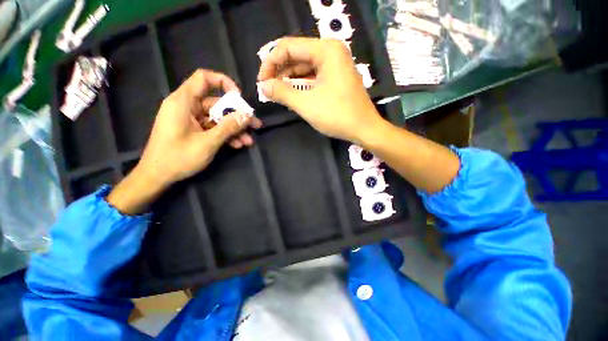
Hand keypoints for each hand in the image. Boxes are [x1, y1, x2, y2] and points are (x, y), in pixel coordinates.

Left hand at [107, 69, 261, 213]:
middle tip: (254, 125)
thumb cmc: (178, 158)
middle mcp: (187, 107)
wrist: (157, 176)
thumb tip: (247, 115)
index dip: (224, 83)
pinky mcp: (193, 130)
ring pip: (217, 118)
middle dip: (237, 115)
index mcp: (184, 102)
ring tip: (249, 141)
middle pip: (216, 103)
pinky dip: (225, 135)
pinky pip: (212, 128)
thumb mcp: (208, 142)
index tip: (239, 98)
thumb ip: (228, 127)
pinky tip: (238, 145)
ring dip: (234, 129)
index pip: (204, 78)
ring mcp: (190, 120)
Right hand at [257, 37, 383, 142]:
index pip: (288, 47)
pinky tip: (291, 92)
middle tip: (267, 88)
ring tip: (276, 92)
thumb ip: (283, 93)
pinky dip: (301, 83)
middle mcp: (331, 51)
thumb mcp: (306, 104)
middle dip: (279, 71)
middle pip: (296, 55)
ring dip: (288, 78)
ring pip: (304, 66)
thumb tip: (264, 86)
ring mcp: (335, 64)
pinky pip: (313, 75)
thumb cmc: (337, 115)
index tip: (261, 82)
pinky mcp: (336, 77)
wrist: (364, 129)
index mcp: (326, 50)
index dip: (270, 63)